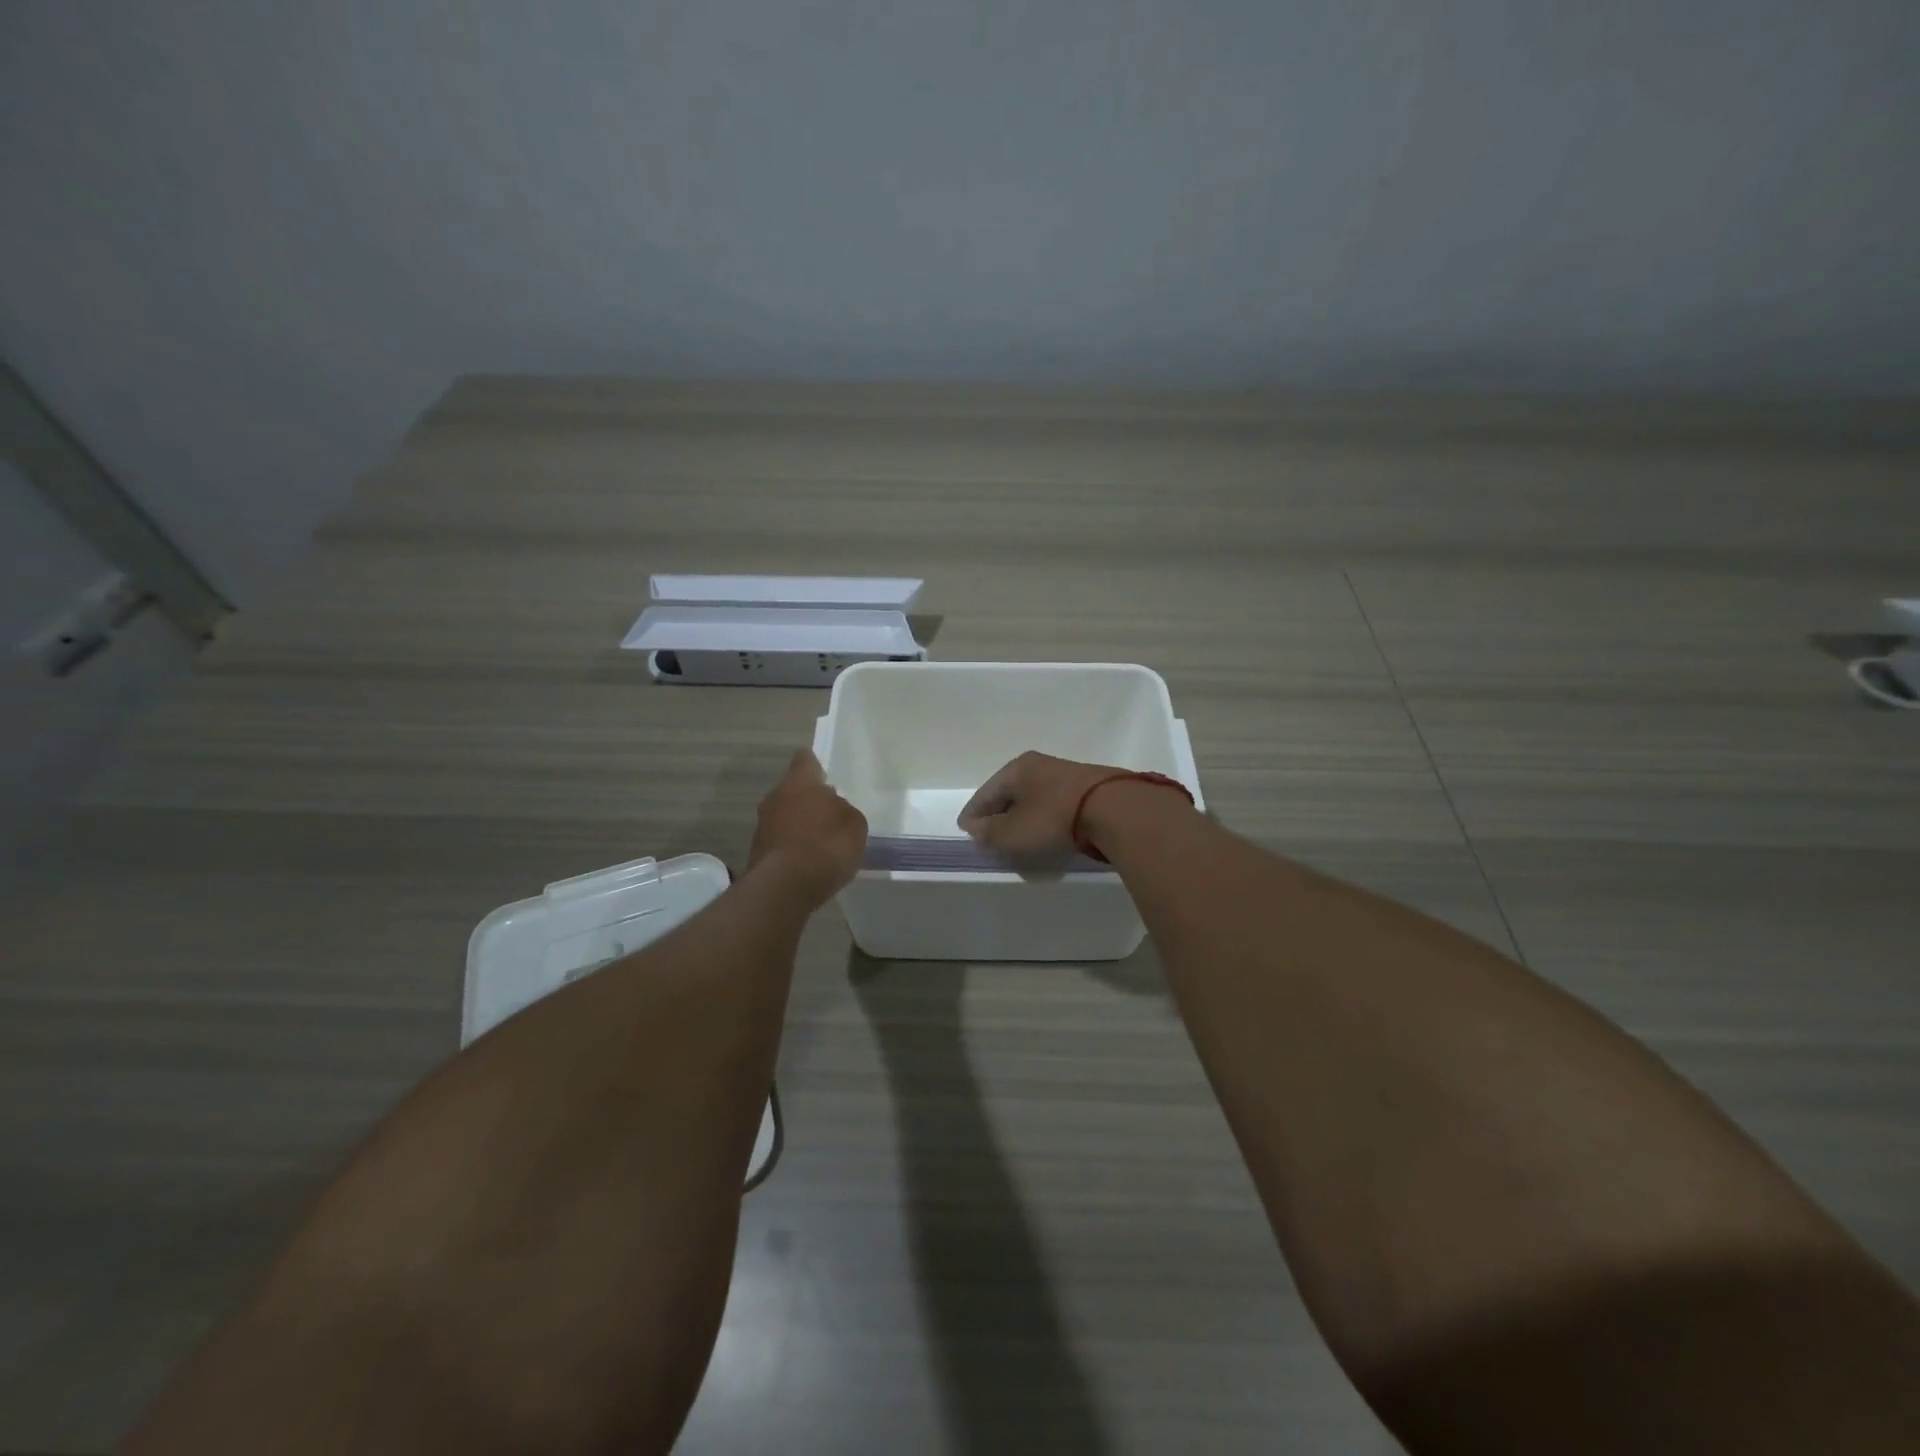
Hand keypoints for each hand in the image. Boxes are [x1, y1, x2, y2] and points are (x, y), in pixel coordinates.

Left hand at [748, 749, 868, 906]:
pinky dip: (792, 847)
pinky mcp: (757, 851)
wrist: (785, 887)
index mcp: (799, 782)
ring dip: (799, 824)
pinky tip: (809, 862)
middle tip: (830, 813)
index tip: (825, 774)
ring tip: (822, 842)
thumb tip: (833, 808)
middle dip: (809, 799)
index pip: (805, 759)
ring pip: (785, 816)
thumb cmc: (826, 845)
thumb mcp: (854, 824)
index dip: (815, 765)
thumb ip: (844, 810)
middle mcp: (775, 796)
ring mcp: (762, 825)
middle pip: (793, 789)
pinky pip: (780, 840)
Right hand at [957, 751, 1130, 856]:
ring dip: (1023, 815)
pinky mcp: (1088, 787)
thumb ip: (990, 833)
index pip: (985, 792)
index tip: (966, 830)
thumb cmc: (1054, 818)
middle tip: (989, 833)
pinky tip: (1047, 829)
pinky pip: (1054, 803)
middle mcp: (1039, 765)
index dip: (973, 813)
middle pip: (1010, 792)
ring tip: (1018, 834)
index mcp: (1016, 769)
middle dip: (998, 812)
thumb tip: (976, 828)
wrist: (1115, 809)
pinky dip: (1045, 816)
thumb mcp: (1014, 832)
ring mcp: (1066, 774)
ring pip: (1034, 797)